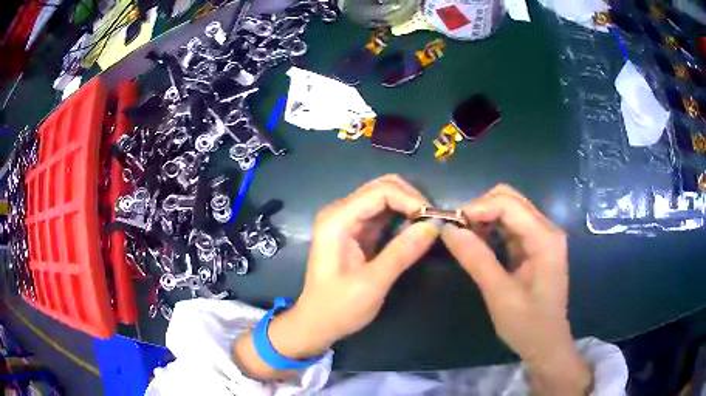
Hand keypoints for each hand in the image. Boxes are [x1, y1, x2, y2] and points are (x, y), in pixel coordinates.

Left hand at [233, 175, 438, 378]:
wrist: (317, 323)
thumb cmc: (338, 307)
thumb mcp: (372, 283)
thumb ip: (402, 252)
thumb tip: (434, 225)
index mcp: (338, 220)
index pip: (380, 192)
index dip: (410, 199)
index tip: (433, 220)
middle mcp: (341, 212)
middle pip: (382, 188)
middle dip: (411, 199)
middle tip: (434, 221)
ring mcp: (348, 220)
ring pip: (385, 198)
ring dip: (409, 207)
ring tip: (429, 225)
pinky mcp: (356, 232)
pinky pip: (383, 214)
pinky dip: (402, 218)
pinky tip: (416, 230)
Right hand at [442, 185, 591, 395]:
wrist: (547, 344)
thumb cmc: (527, 325)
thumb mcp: (500, 296)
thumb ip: (477, 260)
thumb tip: (447, 230)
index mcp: (545, 239)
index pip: (509, 204)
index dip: (477, 208)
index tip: (451, 224)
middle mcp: (547, 230)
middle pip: (510, 199)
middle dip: (480, 209)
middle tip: (457, 230)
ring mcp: (542, 237)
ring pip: (509, 209)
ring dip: (484, 218)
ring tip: (463, 238)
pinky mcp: (536, 246)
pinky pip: (511, 226)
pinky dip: (491, 230)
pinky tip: (478, 245)